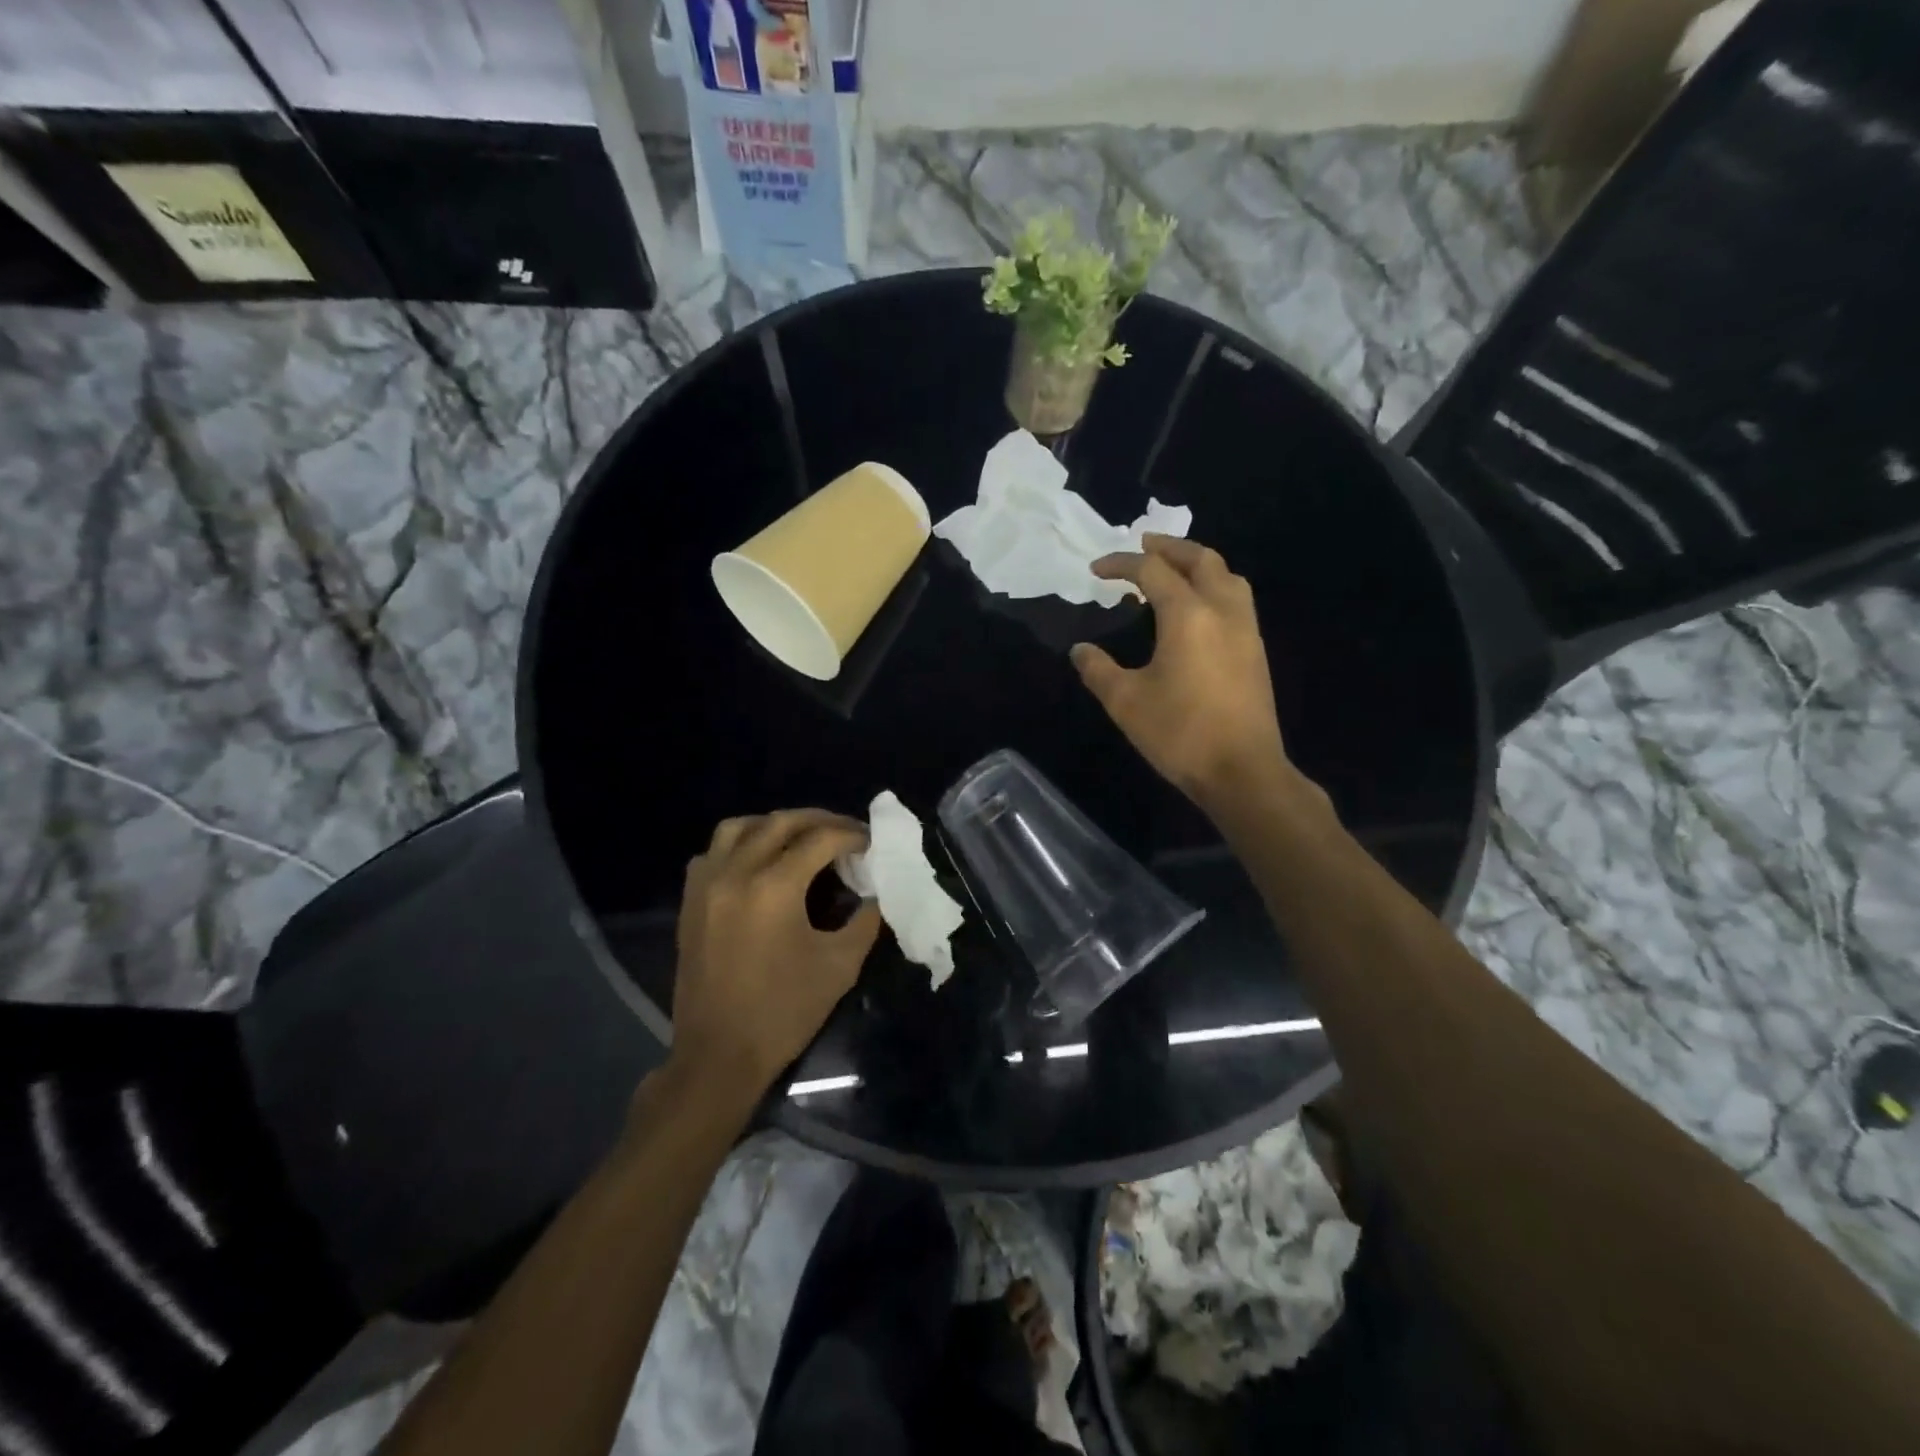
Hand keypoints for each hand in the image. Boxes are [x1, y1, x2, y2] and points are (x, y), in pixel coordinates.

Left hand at [671, 810, 882, 1096]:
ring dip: (775, 825)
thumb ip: (865, 920)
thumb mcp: (840, 966)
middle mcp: (735, 873)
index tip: (871, 844)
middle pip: (781, 822)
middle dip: (819, 821)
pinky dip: (739, 845)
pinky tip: (758, 864)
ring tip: (801, 840)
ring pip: (740, 827)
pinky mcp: (690, 901)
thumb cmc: (784, 1012)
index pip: (820, 839)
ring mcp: (706, 885)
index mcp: (774, 887)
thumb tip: (877, 893)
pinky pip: (712, 852)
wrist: (718, 1056)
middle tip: (846, 834)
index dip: (851, 835)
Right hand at [1071, 535, 1300, 813]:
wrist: (1243, 771)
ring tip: (1173, 570)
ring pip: (1227, 576)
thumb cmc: (1180, 734)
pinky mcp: (1256, 650)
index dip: (1121, 564)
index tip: (1095, 570)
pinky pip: (1236, 599)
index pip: (1152, 571)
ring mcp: (1246, 629)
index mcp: (1188, 615)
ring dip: (1198, 563)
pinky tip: (1197, 609)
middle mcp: (1222, 610)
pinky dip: (1214, 586)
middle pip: (1200, 559)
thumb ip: (1098, 670)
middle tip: (1143, 544)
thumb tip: (1080, 650)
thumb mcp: (1125, 702)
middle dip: (1169, 547)